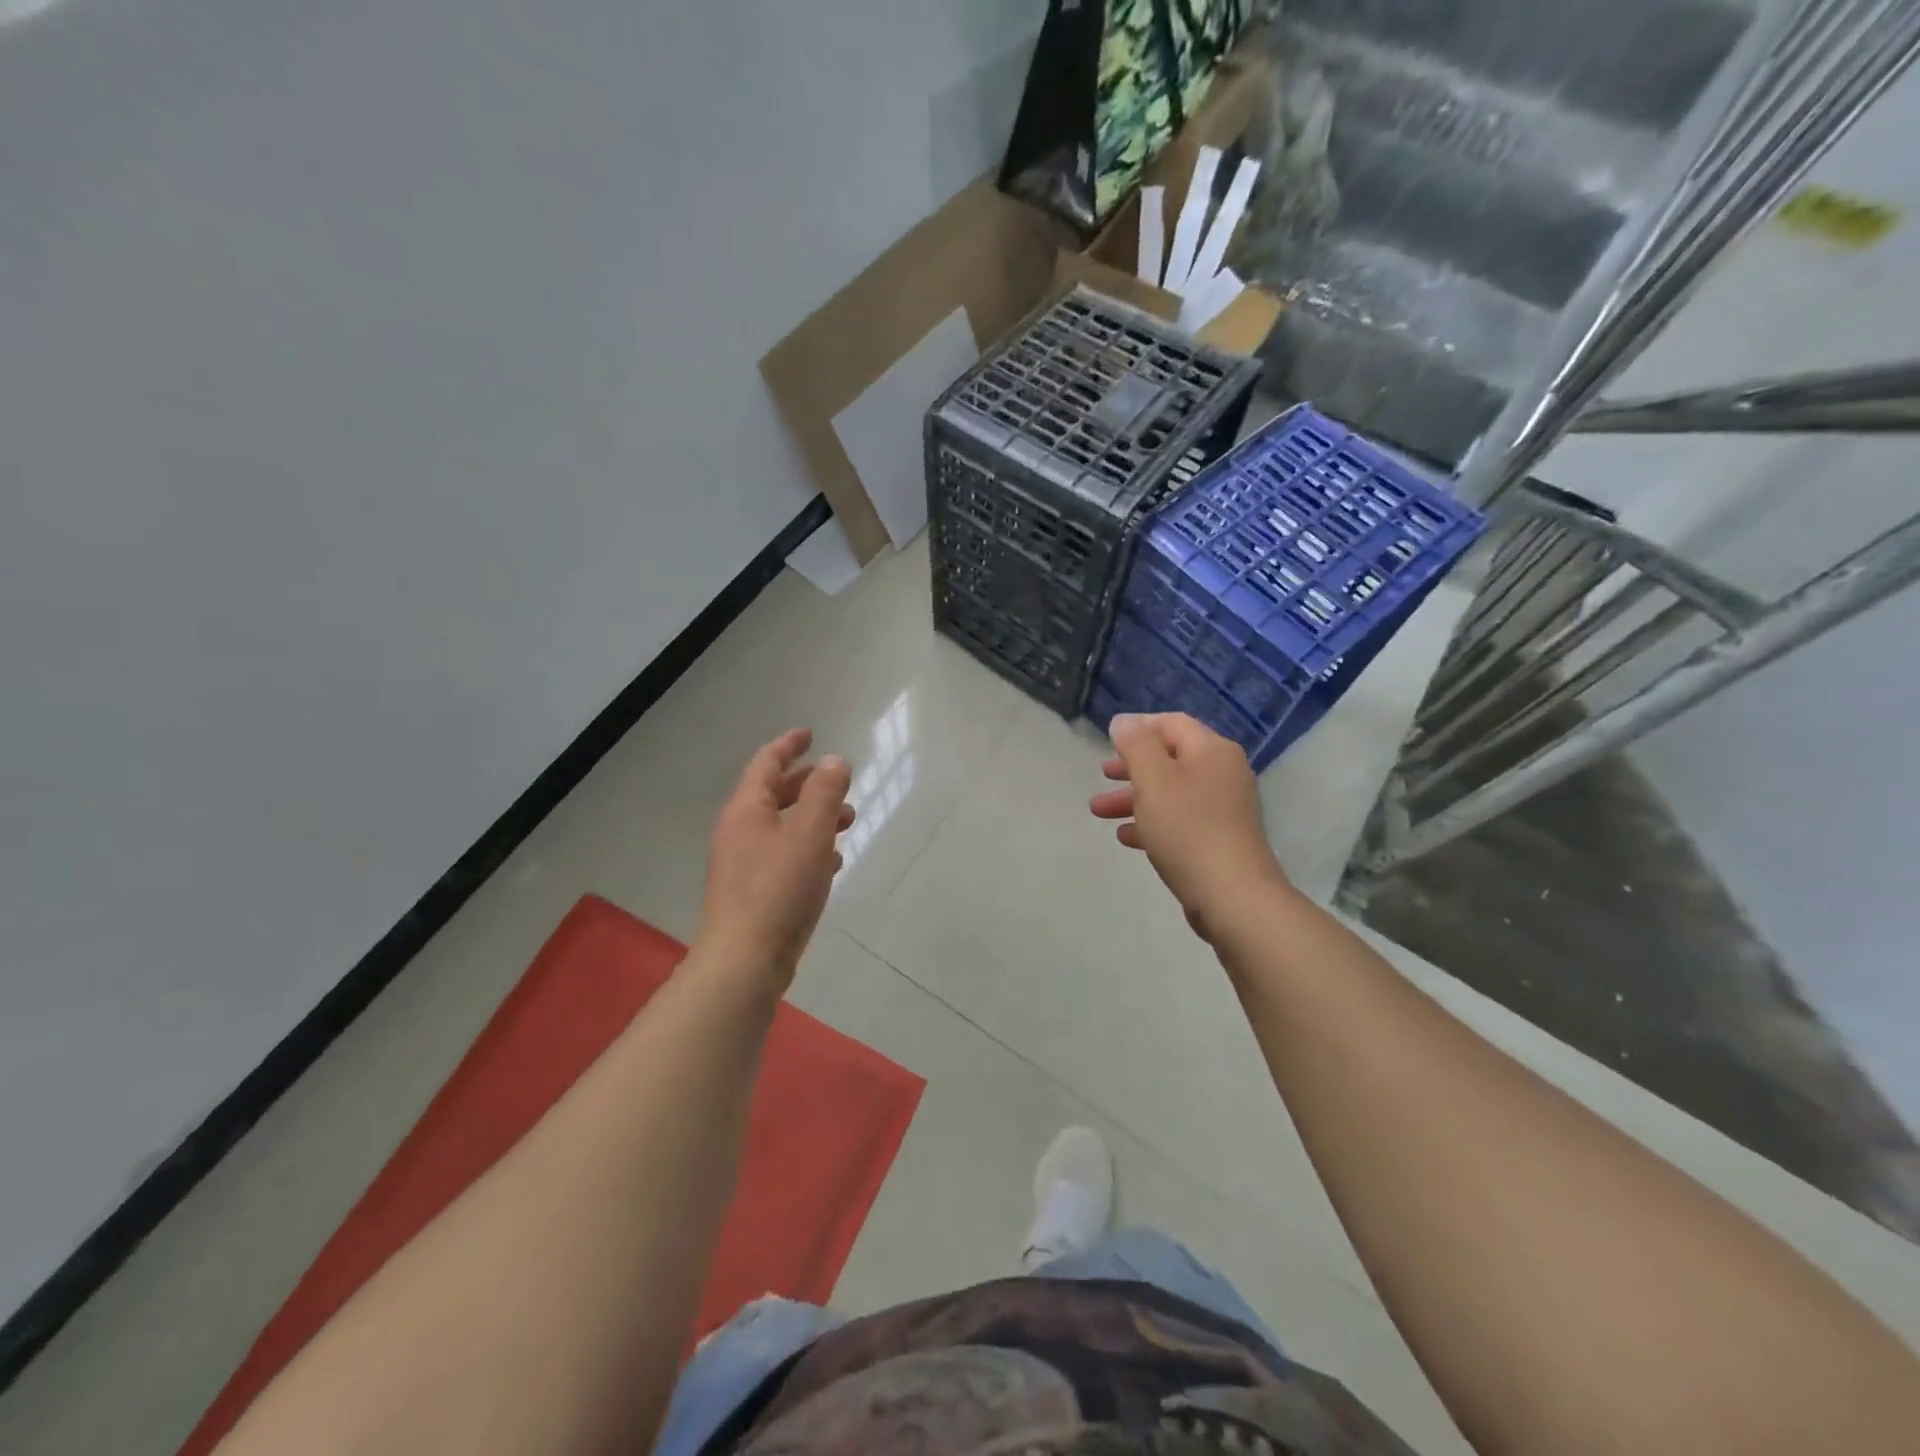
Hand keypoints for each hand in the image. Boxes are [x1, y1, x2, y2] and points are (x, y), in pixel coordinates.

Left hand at [698, 727, 853, 985]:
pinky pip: (784, 856)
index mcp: (746, 809)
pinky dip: (808, 848)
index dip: (789, 745)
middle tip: (840, 784)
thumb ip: (825, 792)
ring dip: (814, 818)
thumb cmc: (779, 888)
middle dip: (809, 785)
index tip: (810, 734)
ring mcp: (744, 864)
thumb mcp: (810, 832)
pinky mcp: (754, 892)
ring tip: (849, 822)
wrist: (746, 958)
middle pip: (774, 794)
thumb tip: (835, 761)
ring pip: (782, 826)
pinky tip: (832, 863)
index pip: (766, 763)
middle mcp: (740, 831)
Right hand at [1089, 713, 1289, 941]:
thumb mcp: (1154, 779)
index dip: (1138, 728)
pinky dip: (1152, 823)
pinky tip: (1127, 837)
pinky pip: (1180, 821)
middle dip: (1131, 767)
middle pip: (1170, 758)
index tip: (1108, 741)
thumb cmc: (1188, 829)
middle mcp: (1223, 773)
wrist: (1232, 896)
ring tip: (1098, 812)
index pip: (1171, 724)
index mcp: (1211, 751)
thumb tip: (1124, 721)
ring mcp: (1223, 808)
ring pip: (1171, 792)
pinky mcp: (1219, 839)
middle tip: (1102, 775)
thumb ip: (1136, 745)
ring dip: (1134, 798)